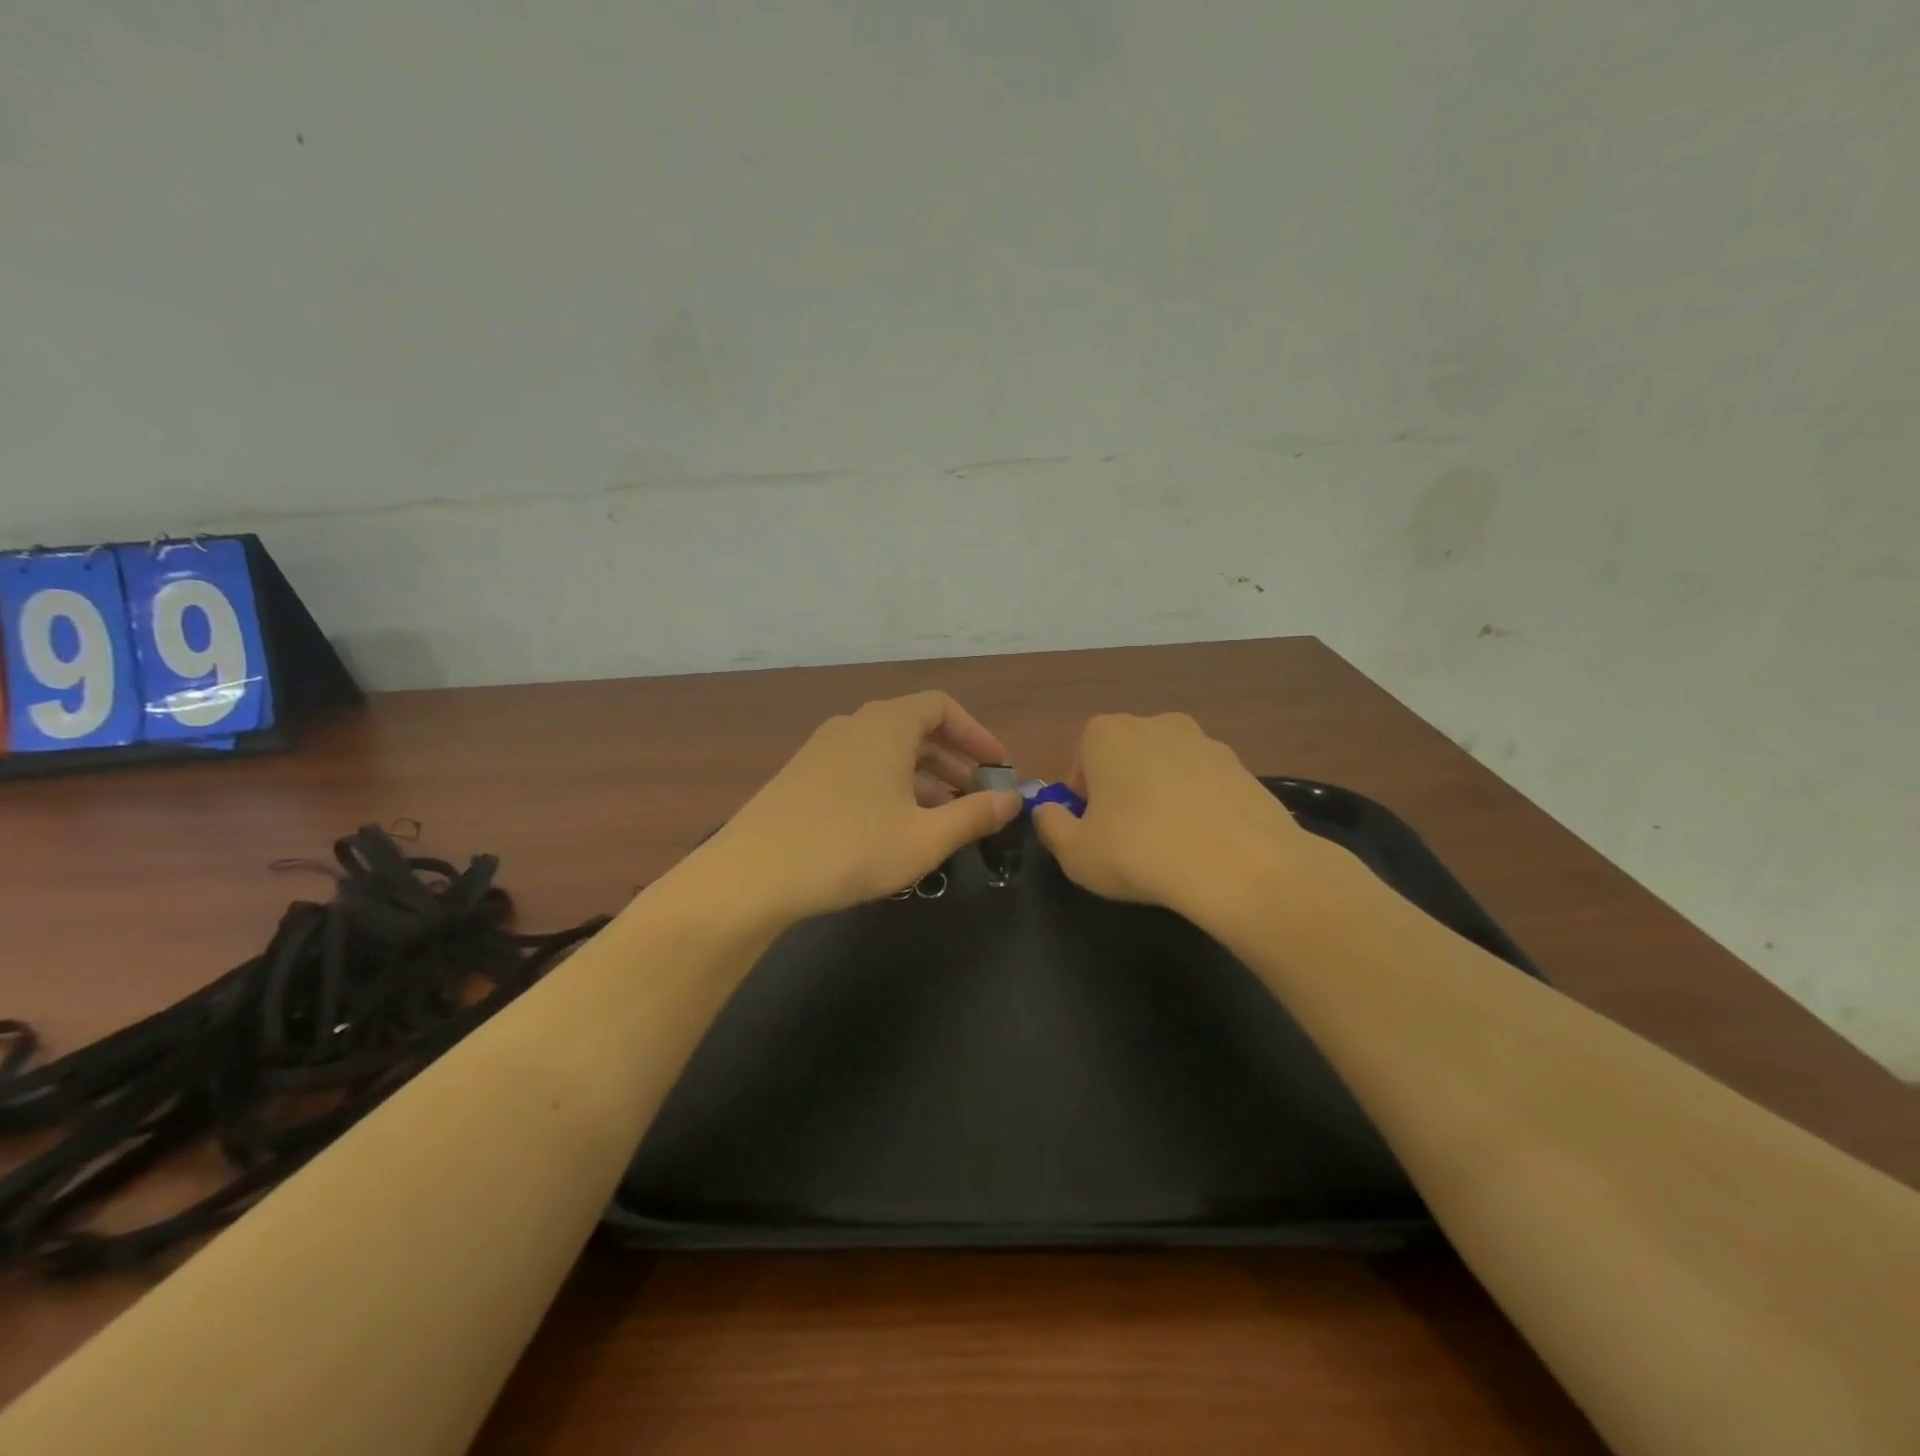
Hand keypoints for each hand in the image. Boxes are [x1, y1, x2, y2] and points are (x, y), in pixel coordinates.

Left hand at [695, 692, 1022, 923]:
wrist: (752, 875)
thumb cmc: (850, 848)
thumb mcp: (924, 837)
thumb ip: (975, 816)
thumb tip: (1015, 800)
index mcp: (886, 725)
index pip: (941, 706)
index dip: (976, 734)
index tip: (999, 768)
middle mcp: (854, 725)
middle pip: (916, 729)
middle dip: (955, 762)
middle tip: (980, 799)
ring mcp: (824, 750)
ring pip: (888, 753)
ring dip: (924, 779)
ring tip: (947, 819)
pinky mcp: (804, 776)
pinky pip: (862, 769)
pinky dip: (891, 788)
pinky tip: (898, 828)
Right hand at [1032, 712, 1361, 928]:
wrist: (1242, 865)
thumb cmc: (1140, 852)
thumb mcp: (1075, 852)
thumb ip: (1050, 826)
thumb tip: (1046, 812)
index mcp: (1108, 733)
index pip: (1081, 757)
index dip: (1082, 795)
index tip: (1090, 827)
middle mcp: (1156, 723)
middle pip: (1125, 757)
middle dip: (1120, 790)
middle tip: (1125, 838)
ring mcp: (1205, 741)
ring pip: (1167, 769)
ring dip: (1161, 796)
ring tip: (1168, 844)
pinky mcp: (1243, 766)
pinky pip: (1205, 784)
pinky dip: (1198, 806)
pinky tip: (1203, 845)